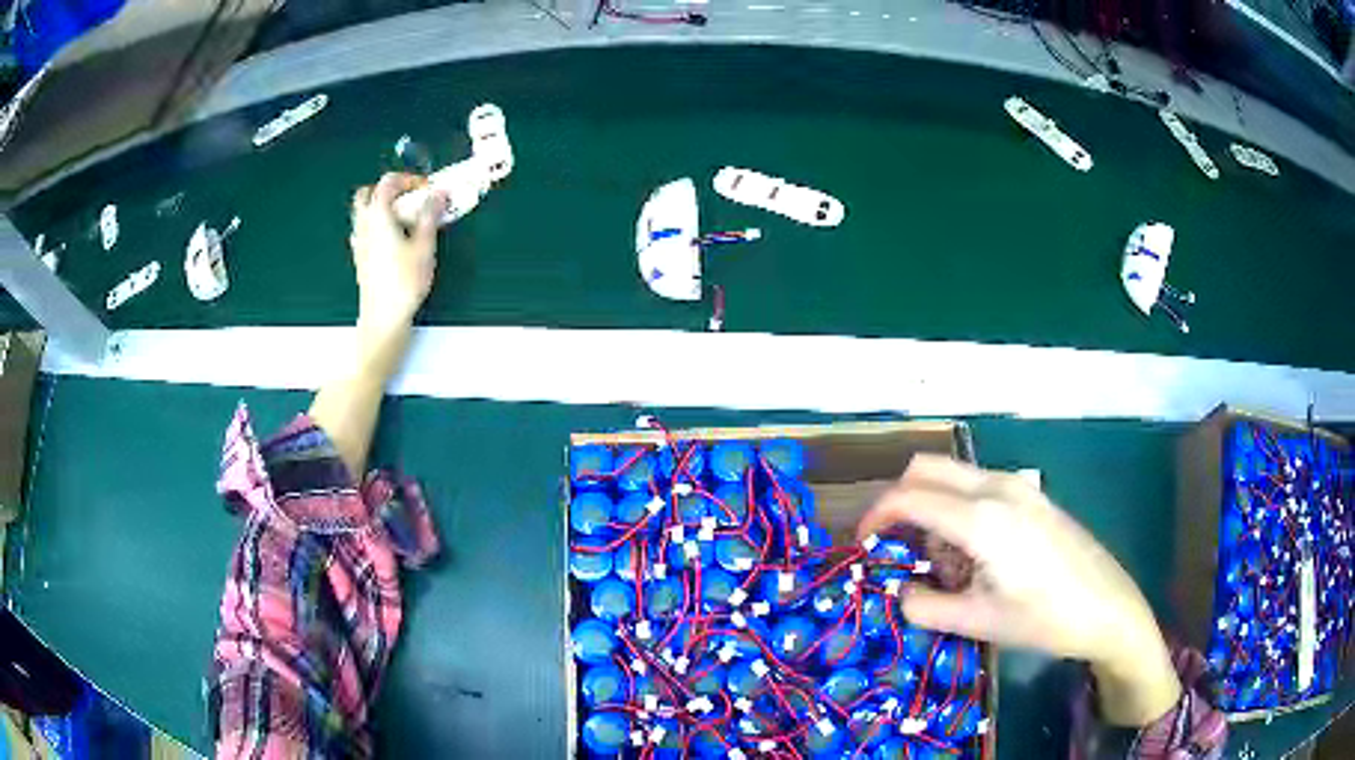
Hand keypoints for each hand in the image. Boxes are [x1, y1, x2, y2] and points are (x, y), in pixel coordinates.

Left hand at [349, 173, 446, 330]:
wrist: (383, 317)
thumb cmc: (404, 281)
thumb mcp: (424, 246)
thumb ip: (431, 215)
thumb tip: (439, 193)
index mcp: (378, 216)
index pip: (387, 183)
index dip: (408, 179)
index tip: (426, 188)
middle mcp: (364, 225)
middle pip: (367, 194)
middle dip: (387, 189)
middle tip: (409, 197)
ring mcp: (359, 243)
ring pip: (363, 213)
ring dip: (381, 207)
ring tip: (404, 217)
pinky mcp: (360, 258)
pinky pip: (364, 231)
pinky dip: (376, 225)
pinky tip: (393, 238)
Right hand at [857, 455, 1181, 725]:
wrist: (1109, 607)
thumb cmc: (1045, 619)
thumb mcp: (978, 621)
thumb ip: (925, 604)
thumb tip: (899, 590)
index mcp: (981, 517)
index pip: (909, 496)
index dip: (875, 516)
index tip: (861, 543)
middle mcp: (997, 487)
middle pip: (927, 469)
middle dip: (899, 501)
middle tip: (895, 546)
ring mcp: (1019, 486)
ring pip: (954, 477)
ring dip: (933, 508)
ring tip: (944, 564)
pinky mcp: (1033, 495)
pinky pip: (979, 486)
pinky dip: (959, 508)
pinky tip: (976, 554)